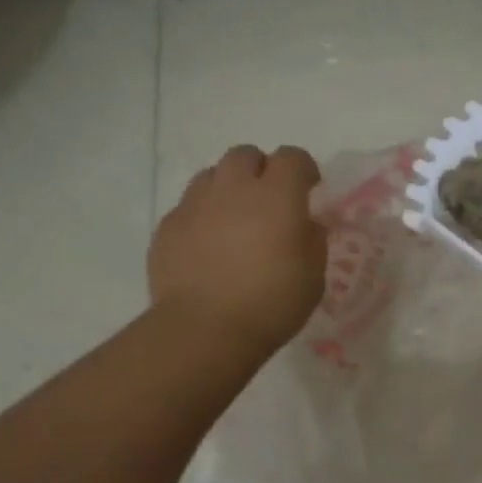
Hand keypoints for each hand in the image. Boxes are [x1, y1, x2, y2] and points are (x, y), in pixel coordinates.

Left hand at [148, 145, 326, 353]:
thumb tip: (306, 224)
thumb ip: (312, 240)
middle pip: (246, 155)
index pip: (293, 157)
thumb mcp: (313, 276)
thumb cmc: (272, 303)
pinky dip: (203, 216)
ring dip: (228, 187)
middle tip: (270, 200)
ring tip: (236, 219)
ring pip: (212, 175)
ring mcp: (195, 204)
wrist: (205, 328)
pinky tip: (209, 246)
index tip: (310, 189)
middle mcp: (233, 189)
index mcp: (277, 196)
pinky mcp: (168, 226)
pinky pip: (188, 206)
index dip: (304, 169)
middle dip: (261, 170)